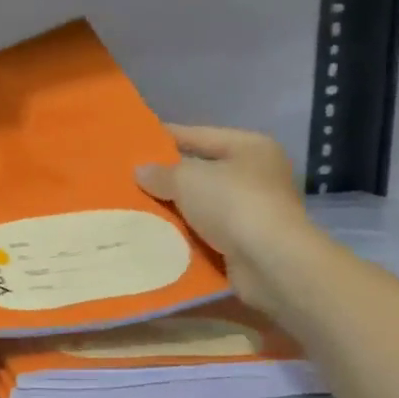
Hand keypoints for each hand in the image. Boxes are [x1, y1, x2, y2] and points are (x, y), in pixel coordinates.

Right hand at [134, 125, 312, 316]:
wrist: (270, 263)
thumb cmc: (233, 204)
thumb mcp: (188, 179)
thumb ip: (161, 173)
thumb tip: (141, 172)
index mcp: (250, 147)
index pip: (199, 135)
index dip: (165, 137)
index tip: (134, 142)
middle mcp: (256, 175)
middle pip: (200, 171)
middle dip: (166, 178)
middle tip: (128, 179)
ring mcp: (253, 211)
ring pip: (200, 205)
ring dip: (173, 209)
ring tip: (134, 208)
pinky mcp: (245, 243)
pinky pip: (204, 233)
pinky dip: (183, 235)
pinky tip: (155, 235)